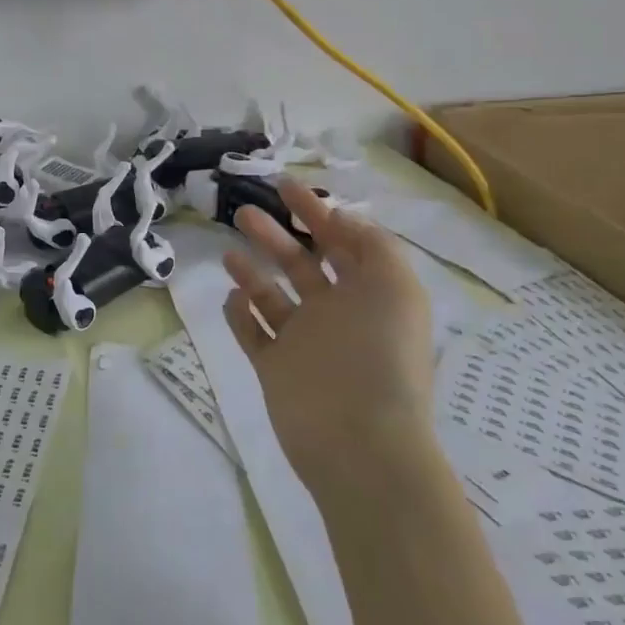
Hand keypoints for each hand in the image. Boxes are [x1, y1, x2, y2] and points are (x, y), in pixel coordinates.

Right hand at [222, 179, 434, 473]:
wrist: (359, 439)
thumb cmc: (379, 354)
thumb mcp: (395, 285)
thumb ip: (372, 244)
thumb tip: (342, 218)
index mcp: (367, 292)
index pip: (340, 240)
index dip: (315, 210)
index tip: (283, 185)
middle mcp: (335, 312)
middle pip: (300, 263)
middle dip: (274, 235)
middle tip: (244, 212)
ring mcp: (303, 342)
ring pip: (272, 296)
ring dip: (251, 272)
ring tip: (229, 254)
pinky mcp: (276, 368)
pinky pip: (253, 333)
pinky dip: (241, 314)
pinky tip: (232, 298)